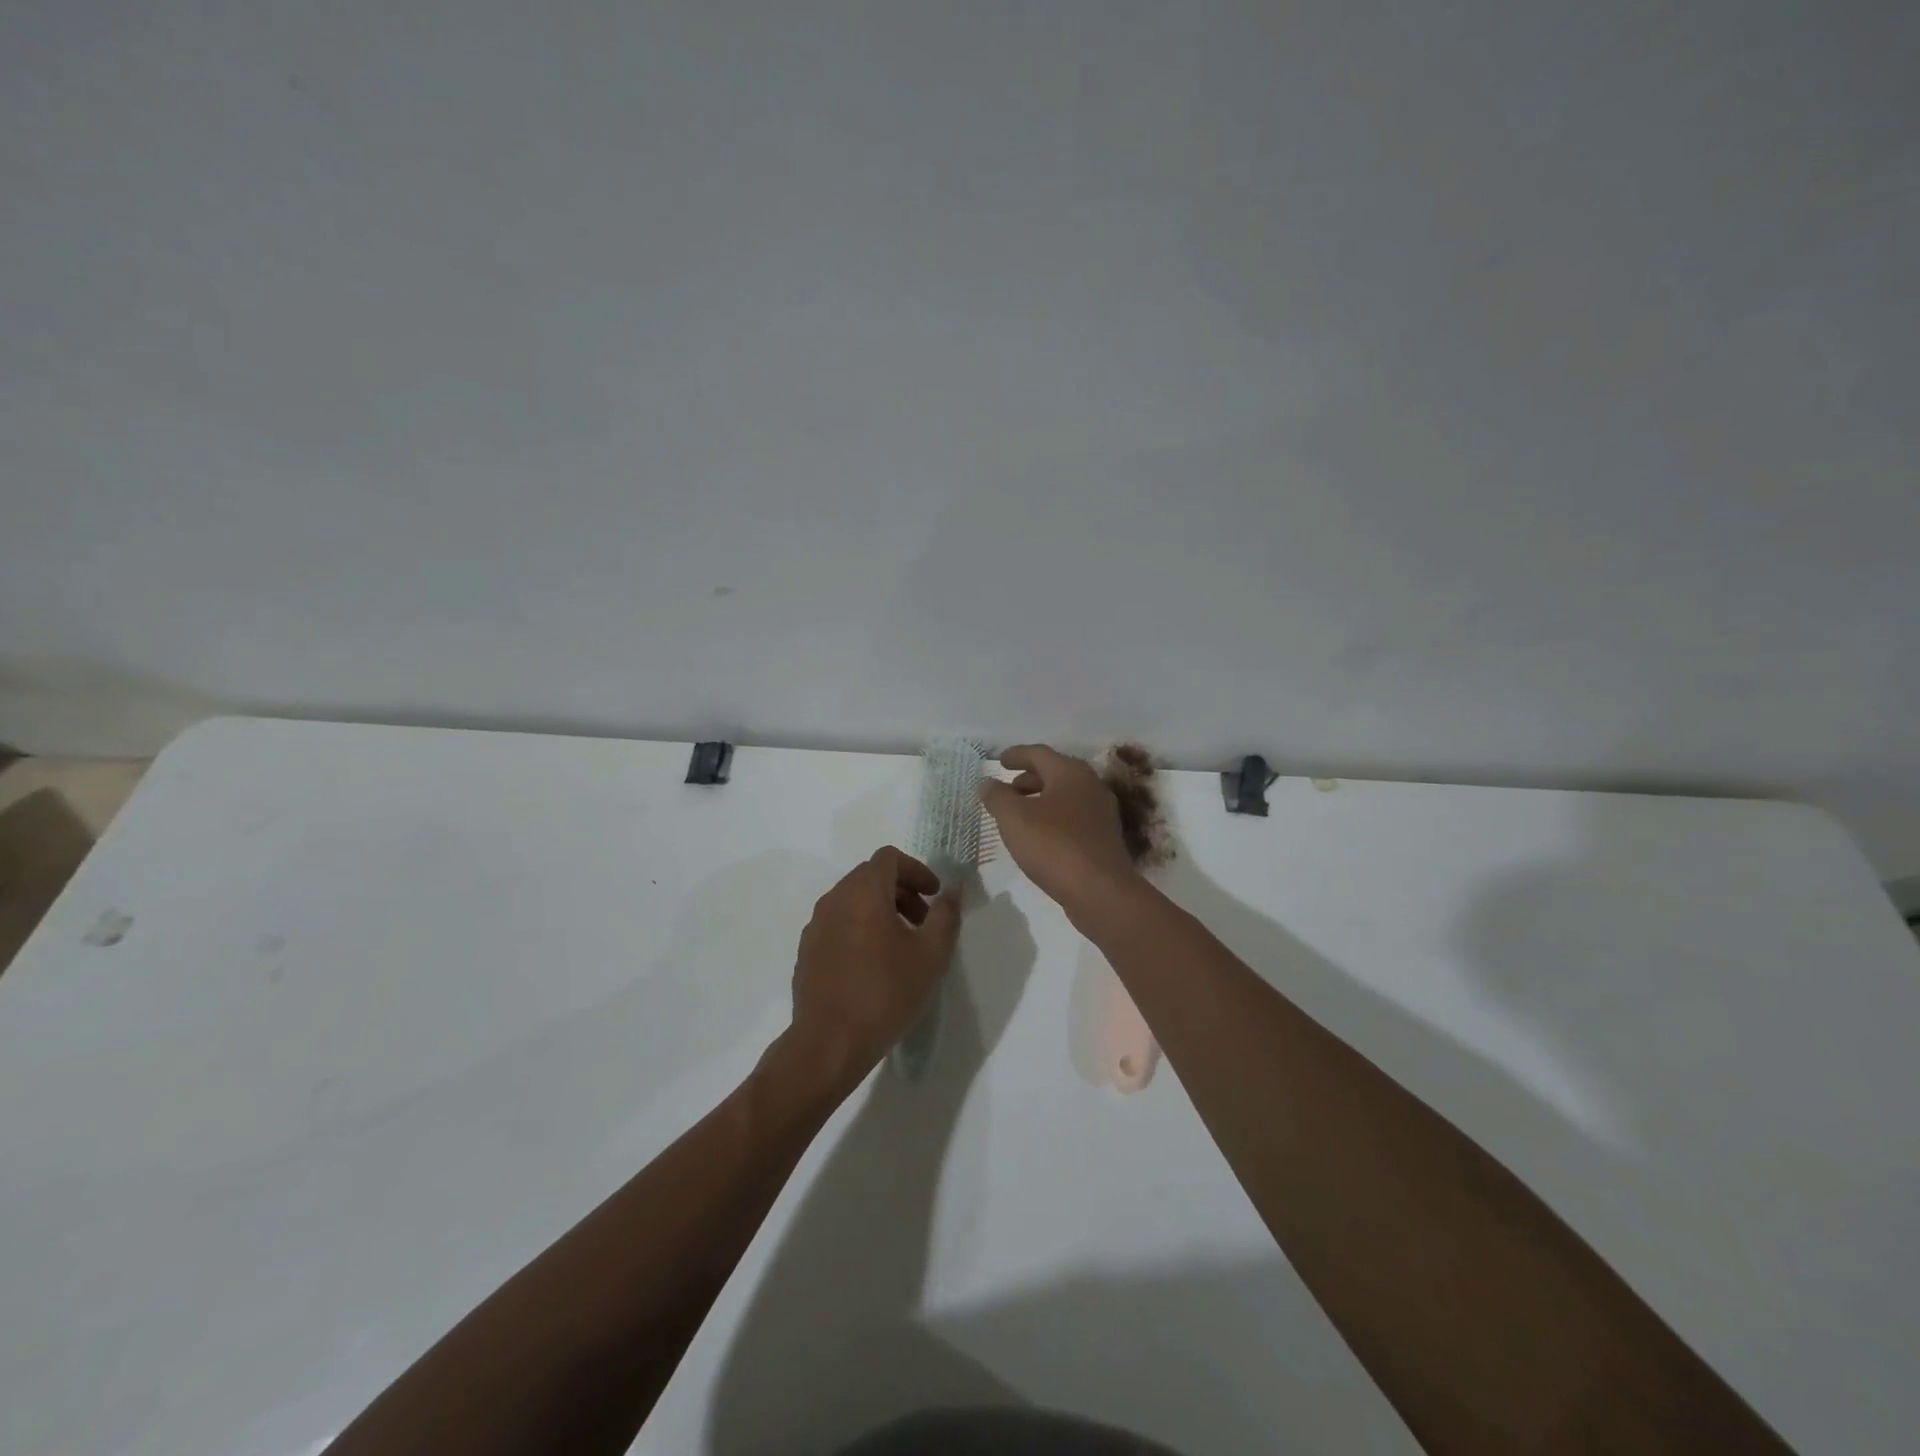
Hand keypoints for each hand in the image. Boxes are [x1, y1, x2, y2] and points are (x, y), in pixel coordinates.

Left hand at [787, 846, 961, 1086]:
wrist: (829, 1042)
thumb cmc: (886, 993)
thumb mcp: (931, 955)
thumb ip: (946, 915)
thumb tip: (952, 890)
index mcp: (864, 892)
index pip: (889, 857)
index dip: (917, 869)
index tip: (935, 895)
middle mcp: (835, 899)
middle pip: (870, 876)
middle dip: (901, 890)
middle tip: (923, 921)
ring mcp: (816, 924)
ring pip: (852, 899)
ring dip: (880, 908)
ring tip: (901, 944)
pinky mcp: (807, 950)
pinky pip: (838, 923)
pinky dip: (860, 927)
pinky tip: (873, 963)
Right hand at [980, 745, 1138, 919]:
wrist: (1100, 891)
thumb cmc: (1054, 845)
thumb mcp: (1014, 818)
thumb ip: (997, 796)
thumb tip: (988, 783)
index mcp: (1070, 772)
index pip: (1039, 753)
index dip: (1016, 755)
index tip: (999, 761)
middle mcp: (1090, 785)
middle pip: (1054, 773)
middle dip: (1028, 779)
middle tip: (1007, 790)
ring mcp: (1101, 813)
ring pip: (1064, 796)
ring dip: (1040, 800)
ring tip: (1018, 815)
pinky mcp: (1104, 838)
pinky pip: (1073, 818)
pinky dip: (1053, 818)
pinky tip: (1040, 837)